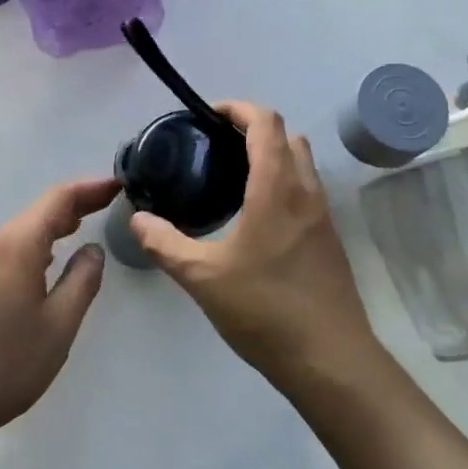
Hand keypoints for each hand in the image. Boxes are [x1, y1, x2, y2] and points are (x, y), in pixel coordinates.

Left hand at [0, 177, 118, 454]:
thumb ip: (82, 281)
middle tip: (108, 203)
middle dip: (74, 204)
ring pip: (22, 233)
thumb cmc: (5, 364)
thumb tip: (93, 249)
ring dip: (53, 225)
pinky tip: (46, 263)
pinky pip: (9, 252)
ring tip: (82, 227)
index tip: (118, 184)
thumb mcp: (59, 326)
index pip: (58, 199)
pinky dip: (36, 245)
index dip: (90, 188)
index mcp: (18, 246)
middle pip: (38, 212)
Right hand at [131, 102, 379, 388]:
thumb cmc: (265, 310)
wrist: (330, 360)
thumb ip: (165, 243)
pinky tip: (256, 215)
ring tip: (233, 176)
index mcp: (277, 188)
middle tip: (216, 146)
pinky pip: (307, 189)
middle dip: (254, 128)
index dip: (238, 108)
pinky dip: (284, 181)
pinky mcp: (329, 239)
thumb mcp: (202, 277)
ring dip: (273, 154)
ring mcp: (323, 215)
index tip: (208, 115)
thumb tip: (137, 220)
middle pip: (287, 136)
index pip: (265, 122)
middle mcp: (306, 191)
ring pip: (302, 163)